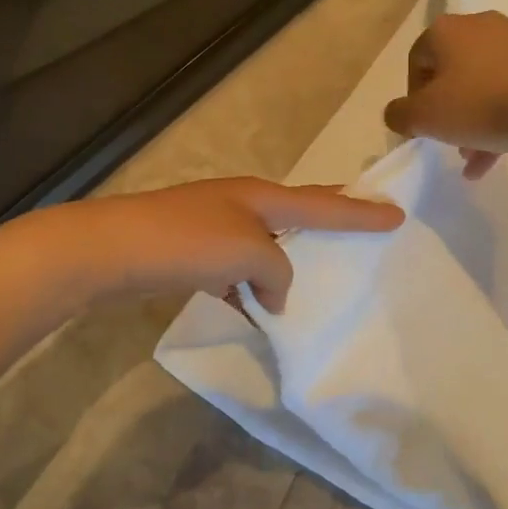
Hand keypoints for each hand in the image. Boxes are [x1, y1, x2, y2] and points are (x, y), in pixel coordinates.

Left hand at [50, 177, 403, 312]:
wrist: (110, 251)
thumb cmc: (187, 243)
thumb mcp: (248, 253)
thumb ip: (277, 271)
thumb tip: (273, 292)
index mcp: (261, 197)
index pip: (323, 204)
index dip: (361, 211)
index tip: (397, 213)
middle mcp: (240, 205)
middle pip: (296, 212)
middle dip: (329, 218)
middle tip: (361, 219)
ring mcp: (212, 227)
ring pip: (263, 246)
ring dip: (283, 266)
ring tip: (309, 285)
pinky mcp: (190, 253)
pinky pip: (236, 270)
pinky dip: (249, 288)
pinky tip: (254, 311)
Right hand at [383, 12, 507, 177]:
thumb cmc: (478, 104)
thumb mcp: (423, 117)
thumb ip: (398, 115)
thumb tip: (397, 114)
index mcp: (444, 31)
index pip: (416, 62)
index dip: (413, 98)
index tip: (421, 127)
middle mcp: (478, 26)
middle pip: (450, 74)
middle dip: (446, 112)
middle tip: (447, 141)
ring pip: (481, 85)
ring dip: (472, 121)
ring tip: (472, 158)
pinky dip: (498, 118)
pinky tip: (495, 156)